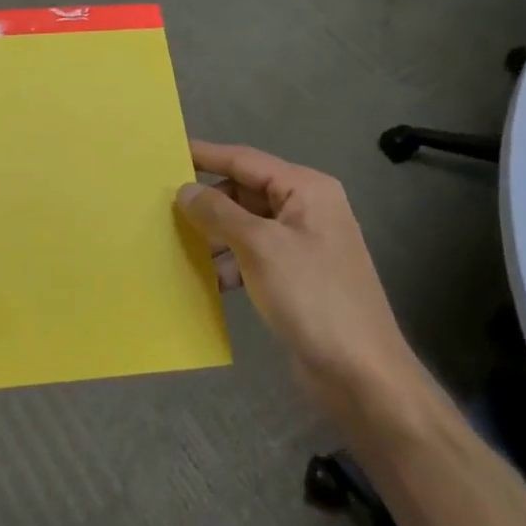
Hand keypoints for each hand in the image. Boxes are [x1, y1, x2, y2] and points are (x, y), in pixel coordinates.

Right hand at [177, 141, 415, 398]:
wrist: (361, 373)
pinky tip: (207, 279)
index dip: (205, 155)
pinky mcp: (297, 276)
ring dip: (215, 236)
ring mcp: (304, 243)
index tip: (168, 151)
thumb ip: (219, 212)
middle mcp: (307, 209)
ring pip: (246, 225)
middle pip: (245, 192)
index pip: (245, 160)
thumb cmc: (312, 297)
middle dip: (208, 202)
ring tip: (178, 247)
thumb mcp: (260, 247)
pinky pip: (254, 254)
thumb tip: (185, 190)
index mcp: (306, 189)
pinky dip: (230, 262)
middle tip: (164, 209)